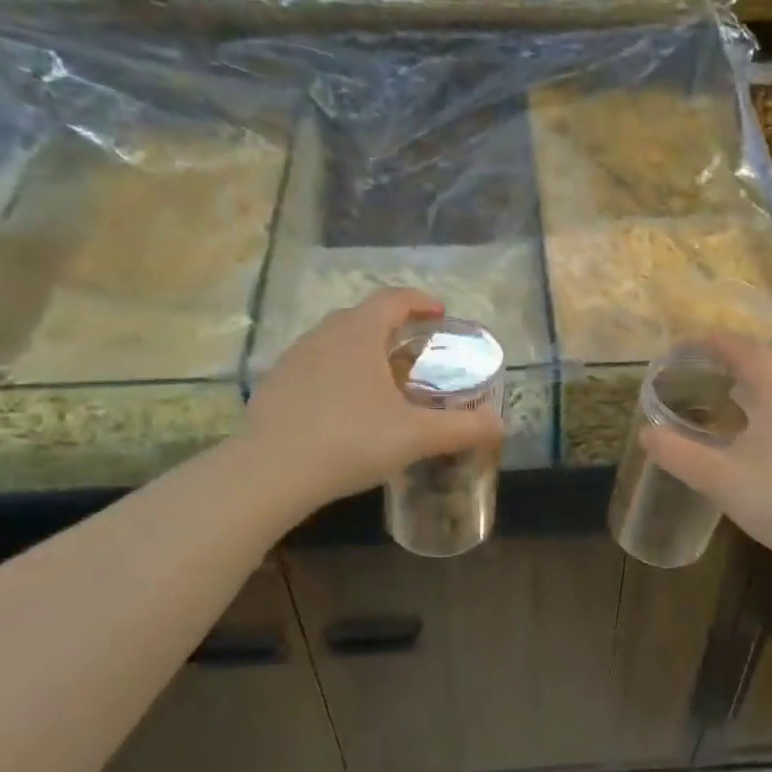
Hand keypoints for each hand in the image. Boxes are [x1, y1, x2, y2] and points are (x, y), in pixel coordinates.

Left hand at [242, 288, 505, 516]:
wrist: (270, 472)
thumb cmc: (350, 441)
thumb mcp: (415, 436)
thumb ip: (463, 429)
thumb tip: (501, 426)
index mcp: (359, 334)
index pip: (393, 299)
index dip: (420, 302)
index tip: (440, 314)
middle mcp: (324, 335)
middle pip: (362, 317)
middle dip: (392, 327)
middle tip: (414, 351)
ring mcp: (293, 359)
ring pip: (334, 341)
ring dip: (361, 350)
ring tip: (381, 380)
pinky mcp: (274, 385)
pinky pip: (313, 366)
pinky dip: (336, 373)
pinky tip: (343, 407)